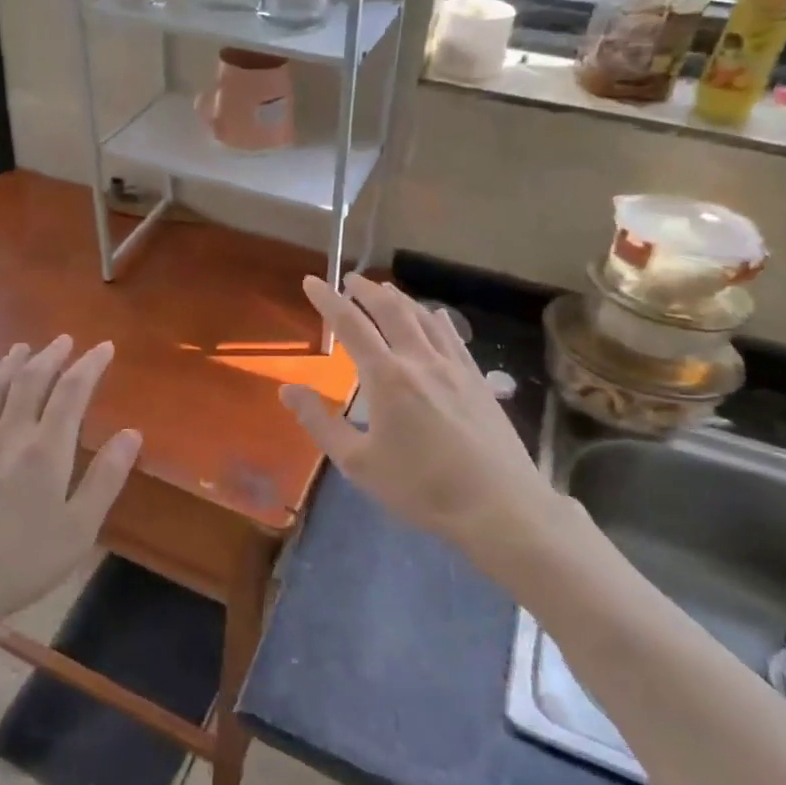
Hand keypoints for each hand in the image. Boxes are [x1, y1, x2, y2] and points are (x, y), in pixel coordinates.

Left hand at [0, 336, 139, 635]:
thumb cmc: (20, 563)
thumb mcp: (78, 530)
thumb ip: (105, 479)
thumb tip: (132, 434)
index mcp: (46, 450)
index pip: (72, 392)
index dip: (90, 365)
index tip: (104, 347)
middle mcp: (10, 437)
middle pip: (30, 382)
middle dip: (51, 356)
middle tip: (65, 340)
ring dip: (11, 365)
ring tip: (22, 348)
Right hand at [279, 275, 553, 564]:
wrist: (498, 505)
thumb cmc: (420, 487)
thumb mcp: (358, 463)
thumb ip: (320, 423)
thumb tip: (287, 389)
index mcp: (386, 377)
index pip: (350, 324)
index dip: (327, 300)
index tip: (311, 281)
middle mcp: (419, 360)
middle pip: (390, 310)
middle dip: (366, 290)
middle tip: (349, 279)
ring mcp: (454, 366)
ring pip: (423, 317)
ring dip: (400, 299)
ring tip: (385, 291)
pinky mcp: (477, 380)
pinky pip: (452, 336)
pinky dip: (436, 318)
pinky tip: (435, 315)